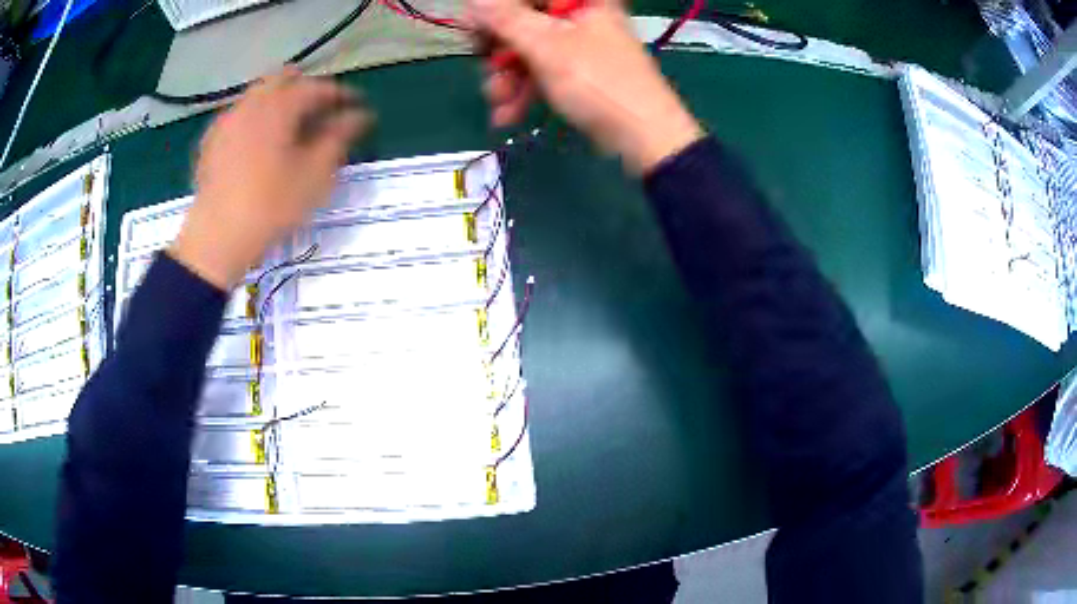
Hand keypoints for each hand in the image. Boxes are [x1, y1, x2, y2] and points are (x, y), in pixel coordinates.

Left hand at [169, 67, 371, 289]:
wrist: (216, 238)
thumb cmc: (271, 206)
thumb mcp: (315, 175)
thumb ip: (339, 137)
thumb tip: (359, 115)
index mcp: (280, 106)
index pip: (318, 87)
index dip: (341, 94)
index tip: (357, 105)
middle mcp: (252, 103)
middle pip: (283, 78)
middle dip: (305, 87)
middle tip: (319, 110)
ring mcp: (227, 119)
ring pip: (258, 94)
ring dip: (278, 101)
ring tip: (289, 126)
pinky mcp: (211, 140)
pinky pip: (238, 114)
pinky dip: (255, 118)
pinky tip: (257, 142)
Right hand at [469, 0, 702, 172]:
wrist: (646, 138)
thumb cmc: (599, 84)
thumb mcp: (547, 47)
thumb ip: (507, 20)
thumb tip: (473, 2)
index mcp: (579, 0)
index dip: (495, 13)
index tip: (476, 33)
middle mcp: (580, 15)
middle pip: (524, 22)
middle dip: (500, 53)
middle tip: (487, 73)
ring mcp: (581, 45)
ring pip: (530, 50)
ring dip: (508, 78)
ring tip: (499, 105)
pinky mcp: (580, 72)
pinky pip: (543, 71)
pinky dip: (525, 91)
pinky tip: (508, 115)